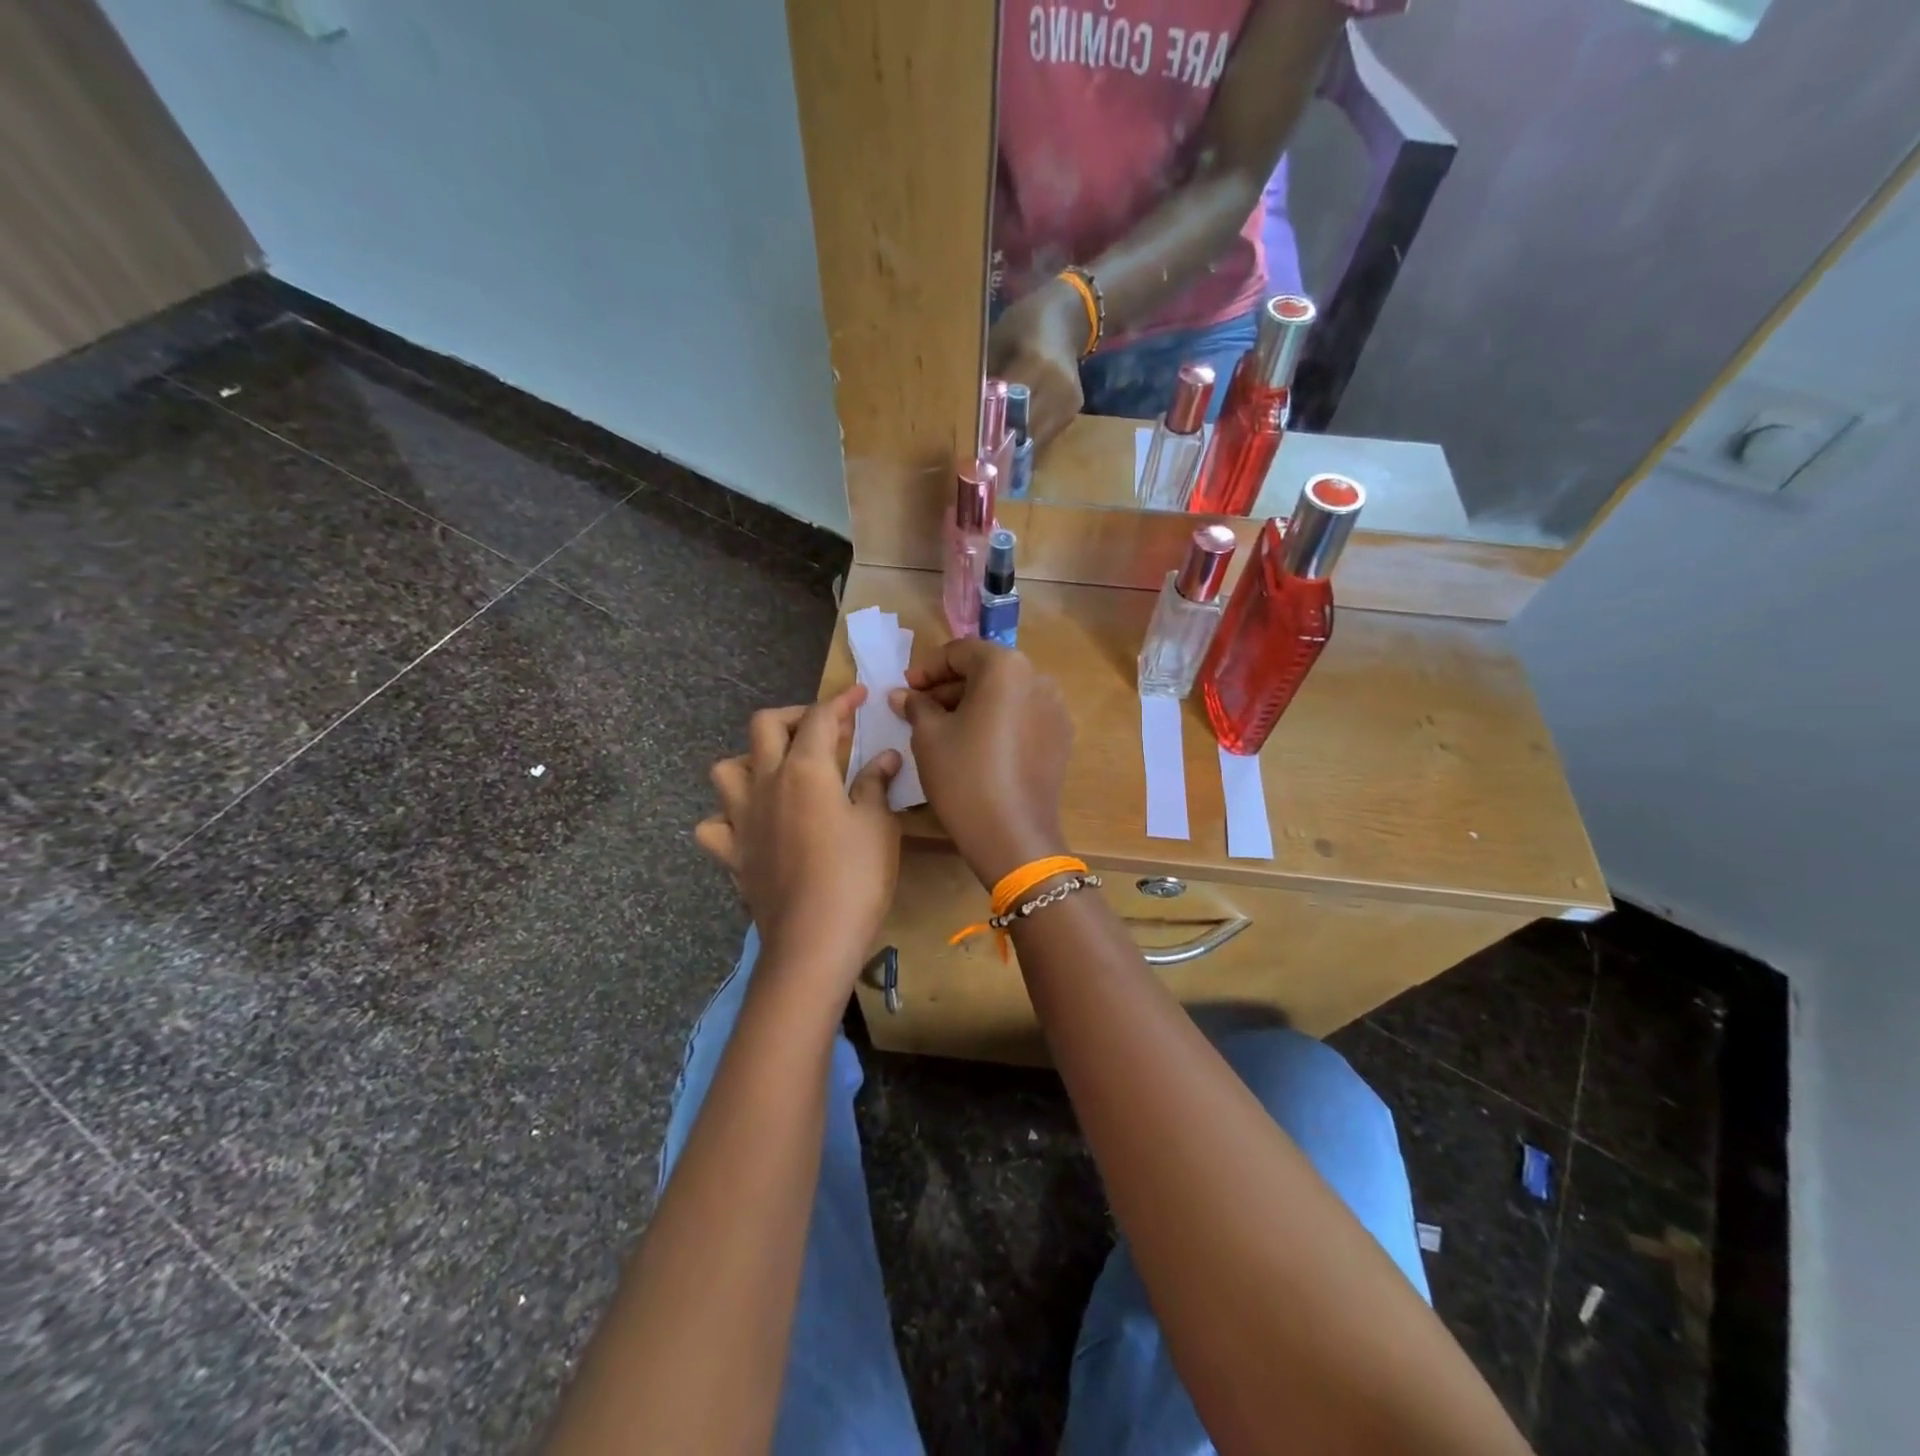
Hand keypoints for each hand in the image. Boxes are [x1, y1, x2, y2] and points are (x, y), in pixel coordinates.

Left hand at [695, 687, 900, 972]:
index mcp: (805, 770)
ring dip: (751, 760)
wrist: (813, 939)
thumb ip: (876, 784)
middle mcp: (765, 784)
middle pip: (765, 726)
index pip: (821, 718)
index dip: (842, 700)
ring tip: (779, 773)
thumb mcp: (878, 825)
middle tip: (822, 731)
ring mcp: (741, 819)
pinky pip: (715, 825)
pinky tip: (752, 825)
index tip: (859, 694)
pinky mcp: (732, 854)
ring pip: (726, 769)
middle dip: (794, 716)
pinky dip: (728, 818)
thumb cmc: (855, 876)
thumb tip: (885, 756)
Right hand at [890, 639, 1073, 888]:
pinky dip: (997, 721)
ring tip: (944, 728)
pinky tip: (976, 745)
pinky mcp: (1061, 738)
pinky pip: (1022, 717)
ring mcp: (1055, 709)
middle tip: (920, 708)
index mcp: (1006, 667)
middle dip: (950, 686)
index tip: (905, 689)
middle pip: (986, 671)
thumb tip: (904, 694)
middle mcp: (1038, 678)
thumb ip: (917, 705)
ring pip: (1005, 694)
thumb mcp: (929, 737)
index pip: (960, 651)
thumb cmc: (964, 777)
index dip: (927, 668)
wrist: (1012, 836)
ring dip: (973, 703)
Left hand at [987, 277, 1087, 448]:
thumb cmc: (1026, 323)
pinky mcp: (1072, 412)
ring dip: (1015, 447)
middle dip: (1001, 442)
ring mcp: (1068, 402)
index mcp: (1037, 364)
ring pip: (1036, 440)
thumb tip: (970, 412)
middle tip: (980, 451)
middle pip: (1024, 429)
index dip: (990, 425)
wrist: (1068, 317)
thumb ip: (988, 376)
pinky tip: (1014, 436)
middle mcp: (1057, 387)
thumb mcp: (999, 340)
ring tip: (995, 449)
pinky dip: (1029, 439)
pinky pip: (1046, 436)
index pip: (1010, 406)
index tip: (972, 439)